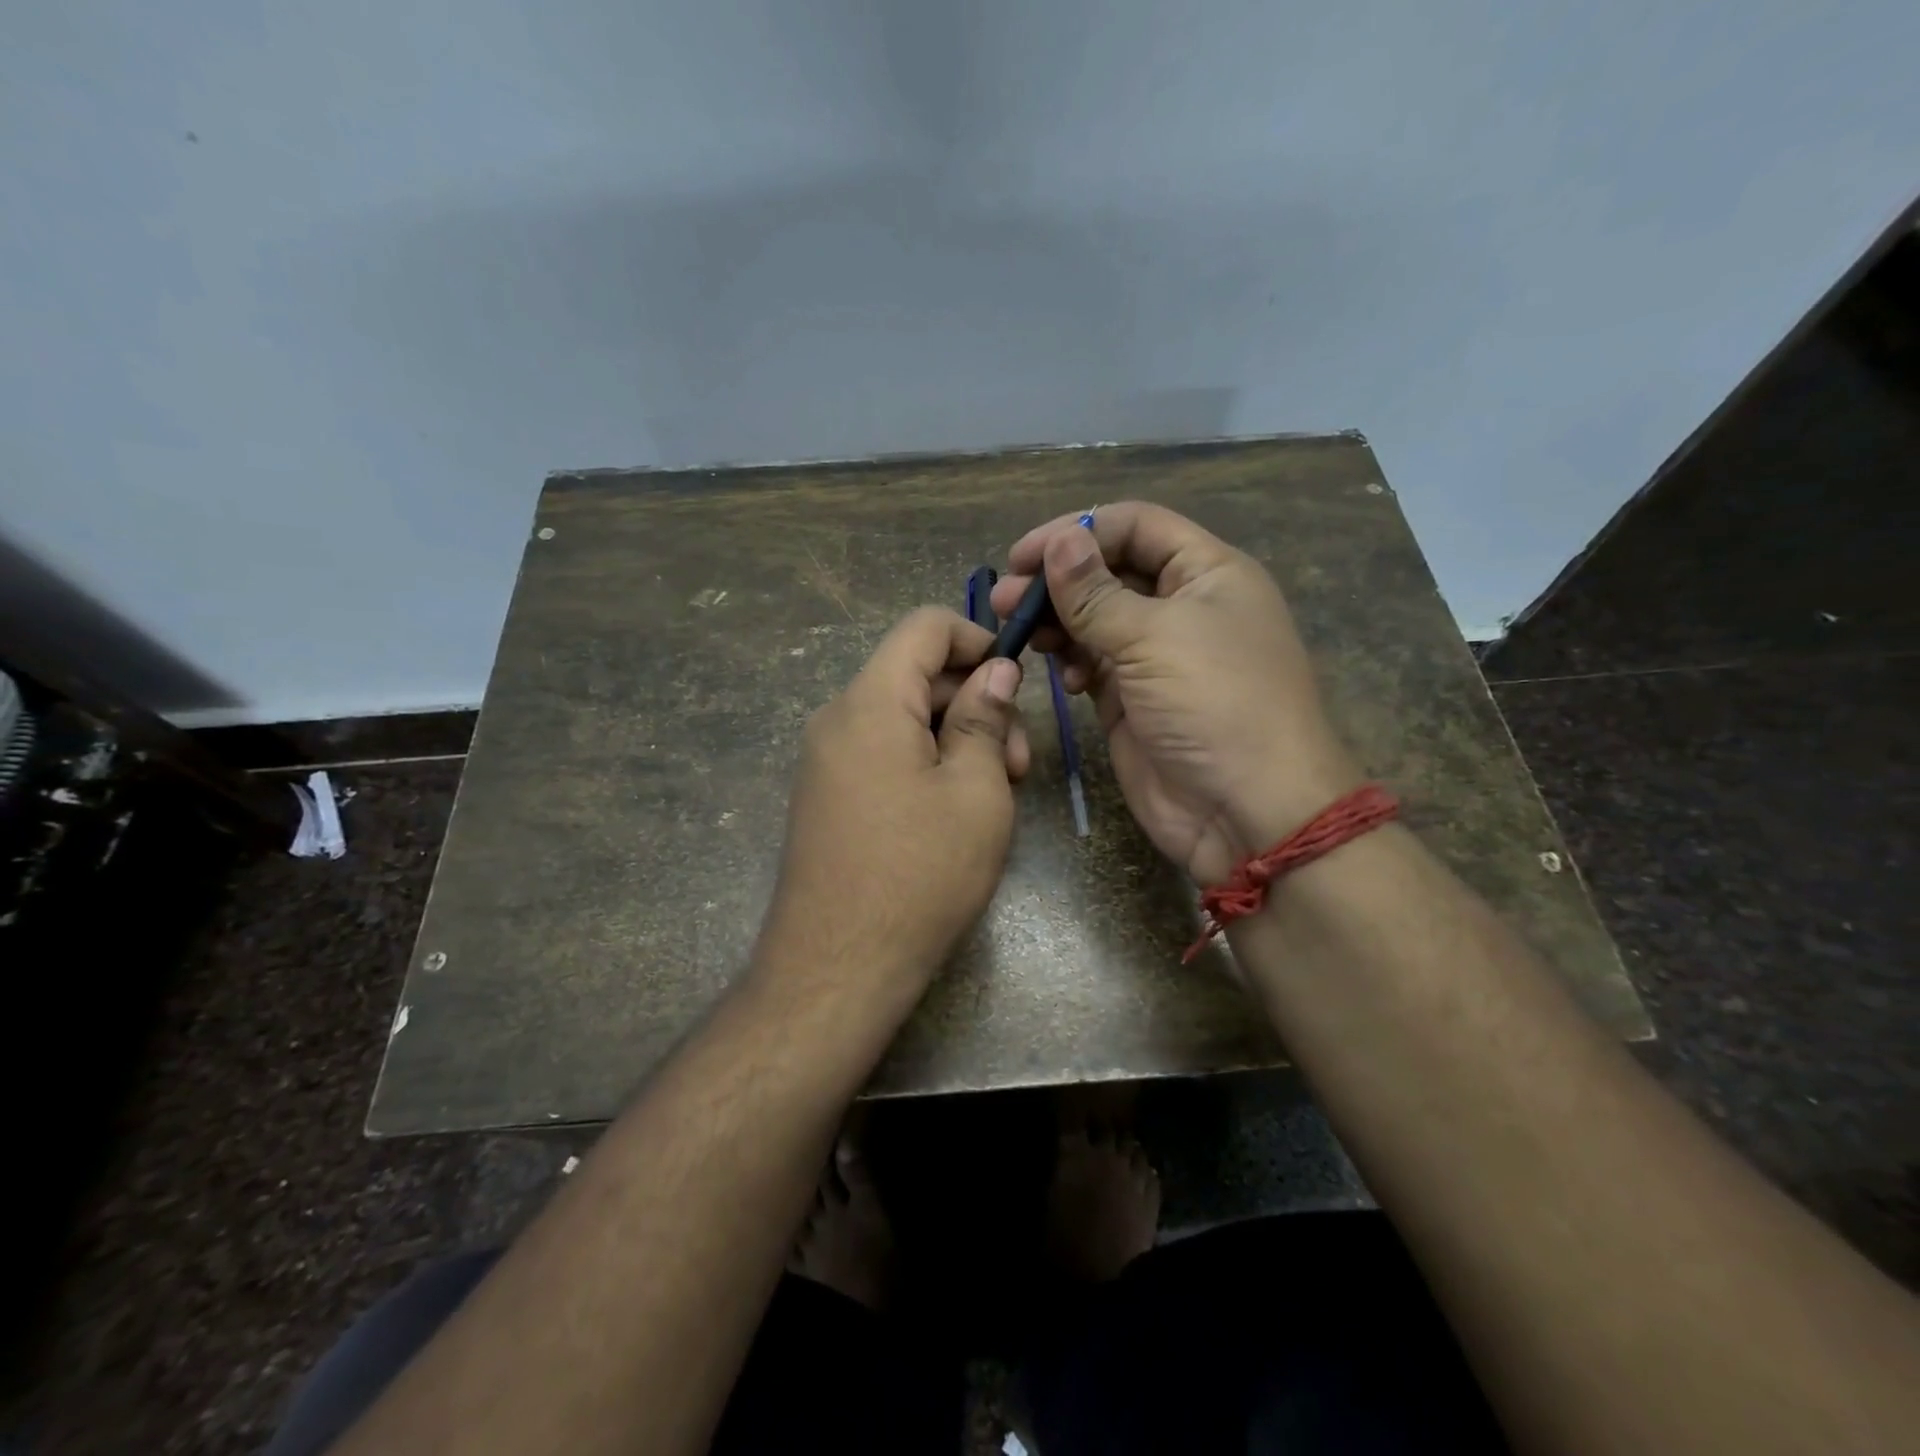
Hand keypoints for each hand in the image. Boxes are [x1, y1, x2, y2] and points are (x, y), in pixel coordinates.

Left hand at [758, 607, 1030, 1003]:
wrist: (837, 967)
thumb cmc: (920, 874)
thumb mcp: (975, 791)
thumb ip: (984, 718)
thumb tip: (995, 669)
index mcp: (871, 702)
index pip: (924, 626)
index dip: (977, 638)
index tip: (1016, 683)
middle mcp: (838, 718)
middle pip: (916, 675)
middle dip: (975, 703)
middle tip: (1019, 765)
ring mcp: (827, 759)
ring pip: (904, 718)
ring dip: (956, 739)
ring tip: (995, 795)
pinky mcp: (828, 795)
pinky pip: (884, 753)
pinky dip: (926, 763)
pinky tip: (956, 811)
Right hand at [990, 502, 1358, 885]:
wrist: (1247, 812)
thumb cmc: (1214, 705)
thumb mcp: (1154, 638)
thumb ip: (1096, 592)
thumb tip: (1060, 540)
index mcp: (1206, 573)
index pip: (1135, 526)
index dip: (1078, 530)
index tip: (1022, 556)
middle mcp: (1181, 607)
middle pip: (1109, 571)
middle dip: (1058, 580)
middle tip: (1005, 598)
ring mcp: (1155, 656)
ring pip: (1095, 620)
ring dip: (1057, 621)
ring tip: (1019, 634)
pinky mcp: (1132, 700)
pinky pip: (1092, 664)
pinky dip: (1071, 662)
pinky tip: (1061, 677)